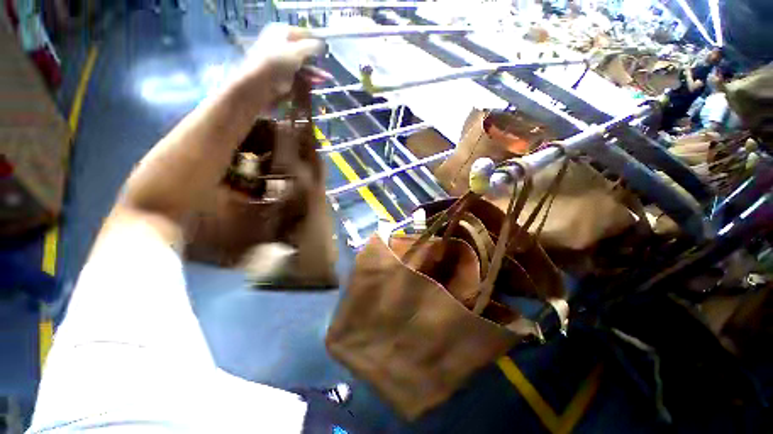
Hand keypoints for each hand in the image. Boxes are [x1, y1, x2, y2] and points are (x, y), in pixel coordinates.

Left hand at [238, 24, 330, 109]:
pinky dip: (308, 79)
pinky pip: (299, 76)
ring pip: (303, 66)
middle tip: (327, 66)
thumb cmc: (277, 61)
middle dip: (316, 61)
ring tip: (327, 79)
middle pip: (303, 52)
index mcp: (281, 32)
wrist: (260, 83)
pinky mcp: (283, 76)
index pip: (302, 33)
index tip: (325, 49)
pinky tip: (317, 82)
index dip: (314, 41)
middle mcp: (281, 45)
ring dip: (315, 72)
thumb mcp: (297, 50)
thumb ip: (312, 46)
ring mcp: (282, 62)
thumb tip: (323, 44)